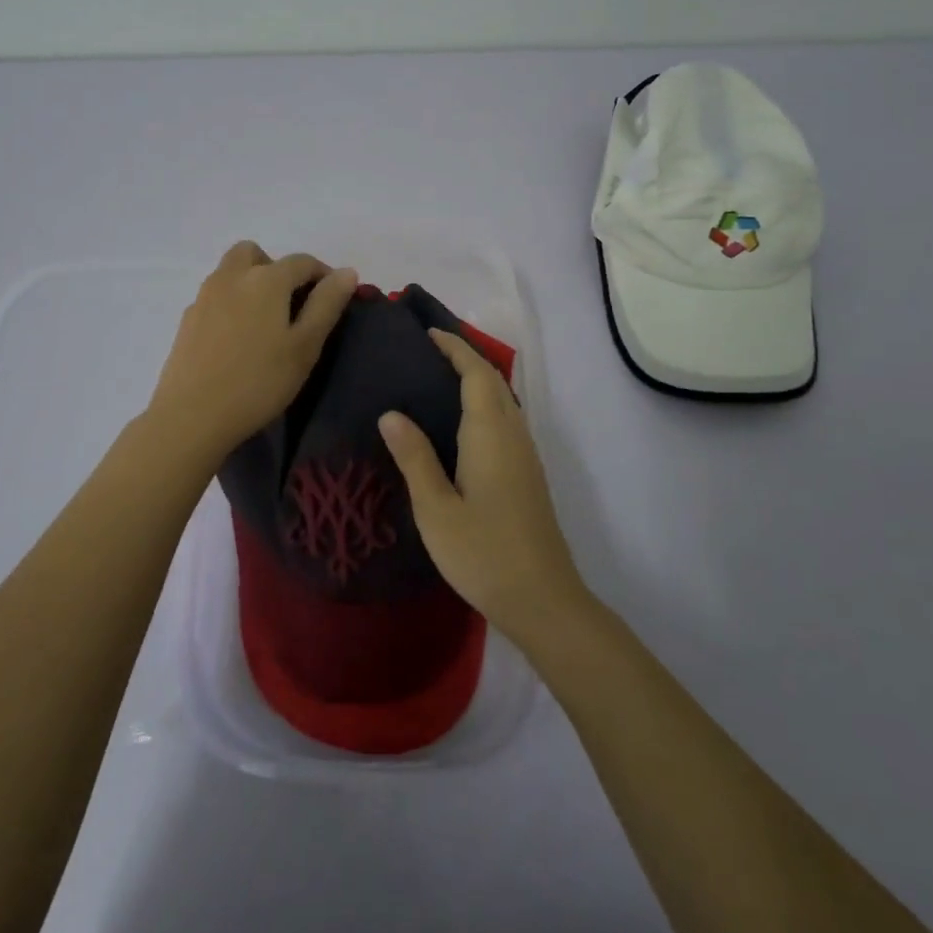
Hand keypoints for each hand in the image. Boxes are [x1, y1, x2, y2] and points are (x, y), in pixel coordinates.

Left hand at [149, 242, 357, 461]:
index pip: (302, 262)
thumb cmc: (259, 381)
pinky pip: (215, 297)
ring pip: (231, 272)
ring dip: (251, 283)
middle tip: (291, 303)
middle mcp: (231, 276)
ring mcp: (204, 297)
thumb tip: (346, 272)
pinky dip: (231, 304)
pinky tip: (237, 341)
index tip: (334, 299)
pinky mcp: (187, 320)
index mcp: (265, 279)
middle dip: (277, 268)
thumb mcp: (305, 346)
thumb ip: (326, 304)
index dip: (323, 275)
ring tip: (265, 323)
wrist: (192, 416)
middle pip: (256, 253)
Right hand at [378, 330, 588, 646]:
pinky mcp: (528, 475)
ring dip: (477, 381)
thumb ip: (414, 457)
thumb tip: (390, 413)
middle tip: (428, 351)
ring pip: (504, 401)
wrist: (542, 599)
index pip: (476, 374)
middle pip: (494, 382)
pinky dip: (484, 405)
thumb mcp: (436, 508)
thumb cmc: (483, 553)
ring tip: (439, 379)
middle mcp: (513, 435)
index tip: (428, 333)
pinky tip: (461, 425)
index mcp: (490, 434)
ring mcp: (526, 455)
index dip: (455, 349)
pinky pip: (506, 421)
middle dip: (465, 358)